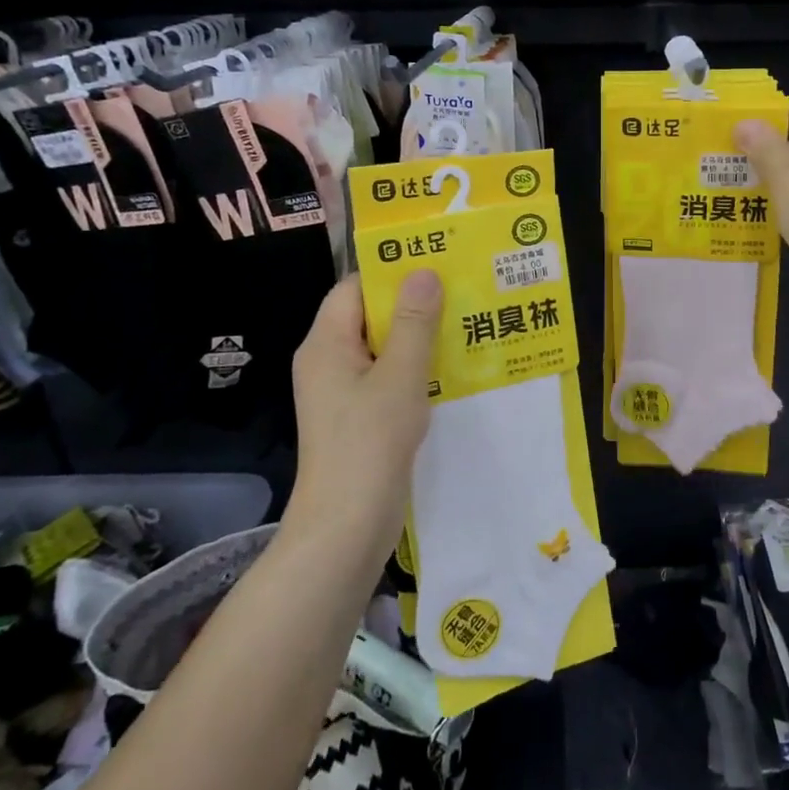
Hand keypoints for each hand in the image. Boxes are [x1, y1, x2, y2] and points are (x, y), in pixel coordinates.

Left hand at [289, 272, 442, 555]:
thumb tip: (423, 272)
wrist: (346, 525)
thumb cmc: (370, 443)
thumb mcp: (399, 376)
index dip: (391, 273)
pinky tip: (448, 370)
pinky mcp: (355, 417)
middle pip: (367, 316)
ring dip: (416, 338)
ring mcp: (340, 392)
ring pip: (380, 349)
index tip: (436, 264)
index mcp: (325, 344)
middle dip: (411, 305)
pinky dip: (412, 368)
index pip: (354, 288)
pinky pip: (384, 377)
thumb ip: (413, 323)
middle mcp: (327, 361)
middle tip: (460, 292)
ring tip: (463, 325)